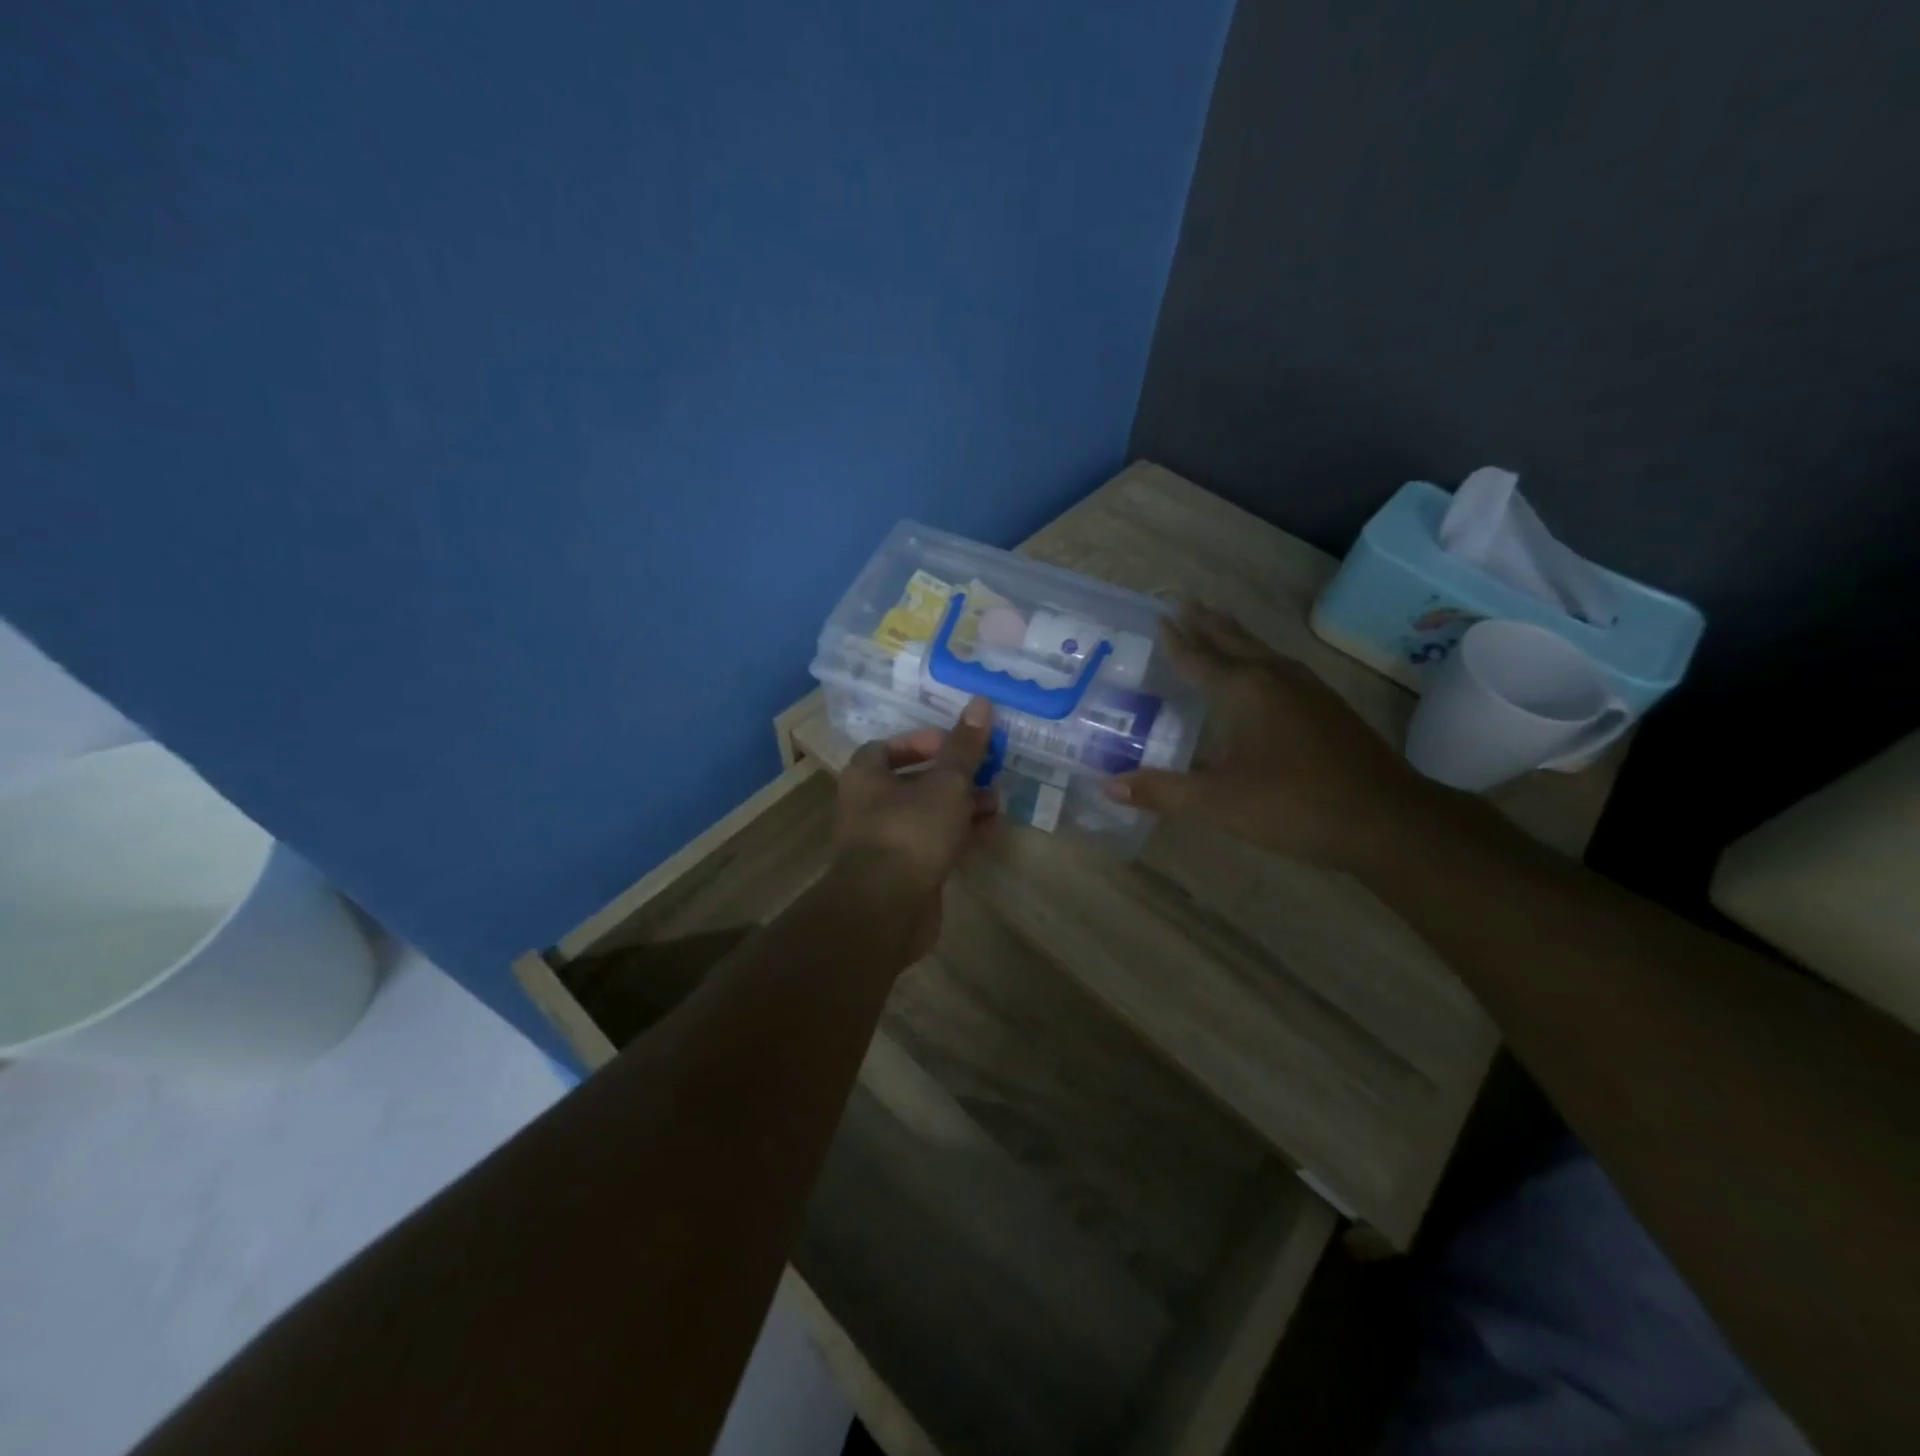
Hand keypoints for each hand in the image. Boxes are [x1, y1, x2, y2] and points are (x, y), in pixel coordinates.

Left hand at [830, 696, 998, 960]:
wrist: (885, 910)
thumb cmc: (910, 833)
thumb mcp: (945, 783)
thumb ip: (964, 747)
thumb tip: (981, 702)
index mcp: (866, 776)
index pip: (890, 747)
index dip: (924, 741)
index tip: (957, 744)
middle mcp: (869, 805)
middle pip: (914, 780)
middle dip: (954, 776)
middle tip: (989, 770)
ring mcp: (886, 841)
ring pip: (928, 814)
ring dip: (962, 805)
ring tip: (998, 799)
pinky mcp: (903, 872)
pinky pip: (934, 843)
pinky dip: (960, 834)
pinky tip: (993, 829)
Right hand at [1105, 603, 1451, 867]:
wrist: (1386, 819)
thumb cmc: (1294, 805)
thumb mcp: (1218, 802)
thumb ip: (1162, 791)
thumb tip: (1107, 784)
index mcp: (1244, 691)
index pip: (1199, 658)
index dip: (1176, 640)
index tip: (1159, 615)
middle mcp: (1275, 678)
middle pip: (1233, 641)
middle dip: (1207, 622)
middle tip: (1185, 600)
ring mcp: (1308, 689)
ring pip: (1262, 650)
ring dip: (1235, 635)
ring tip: (1218, 621)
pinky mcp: (1328, 707)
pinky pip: (1281, 666)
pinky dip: (1260, 656)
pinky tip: (1265, 670)